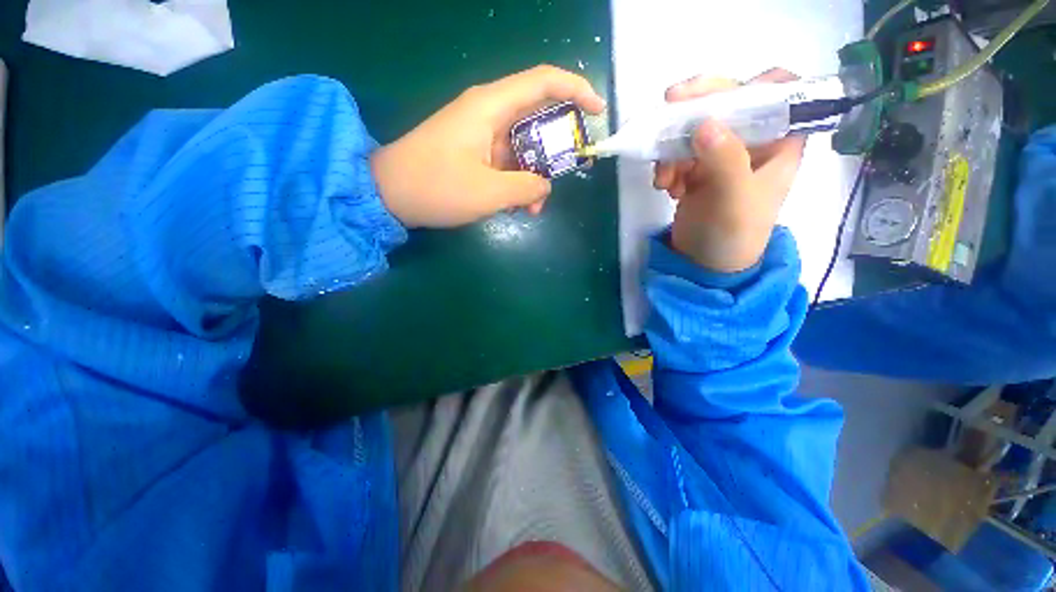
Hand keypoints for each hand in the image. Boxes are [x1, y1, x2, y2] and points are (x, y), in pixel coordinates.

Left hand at [372, 65, 605, 227]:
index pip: (543, 82)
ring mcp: (479, 133)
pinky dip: (516, 181)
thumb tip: (544, 187)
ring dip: (534, 176)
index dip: (576, 90)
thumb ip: (527, 189)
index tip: (597, 112)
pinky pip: (506, 161)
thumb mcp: (489, 193)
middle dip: (557, 148)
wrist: (389, 194)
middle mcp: (487, 112)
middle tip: (570, 172)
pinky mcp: (473, 151)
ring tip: (534, 208)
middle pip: (537, 117)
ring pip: (522, 146)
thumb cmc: (436, 187)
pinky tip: (515, 206)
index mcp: (491, 107)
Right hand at [653, 69, 804, 272]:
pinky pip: (678, 154)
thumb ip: (726, 161)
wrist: (705, 265)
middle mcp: (752, 142)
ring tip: (664, 180)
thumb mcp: (735, 201)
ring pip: (695, 130)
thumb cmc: (733, 237)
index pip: (778, 93)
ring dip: (673, 149)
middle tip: (667, 109)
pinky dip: (667, 167)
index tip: (717, 92)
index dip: (752, 83)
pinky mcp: (696, 171)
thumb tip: (704, 123)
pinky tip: (666, 189)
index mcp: (780, 142)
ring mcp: (722, 156)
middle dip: (695, 112)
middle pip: (727, 105)